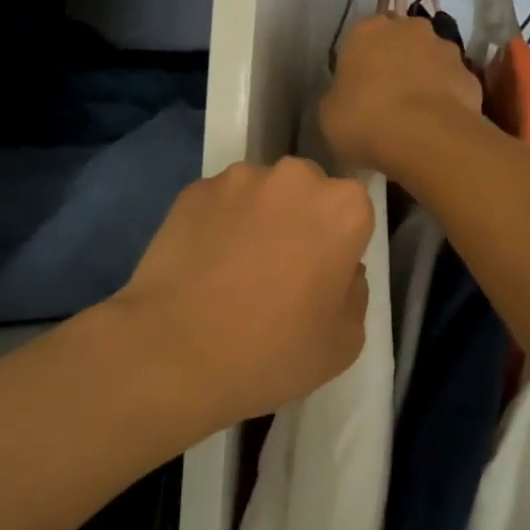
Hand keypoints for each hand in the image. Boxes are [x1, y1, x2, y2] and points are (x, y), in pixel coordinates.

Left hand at [114, 158, 374, 427]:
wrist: (174, 351)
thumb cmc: (272, 352)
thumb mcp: (345, 341)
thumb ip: (354, 292)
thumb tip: (340, 270)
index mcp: (343, 208)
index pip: (354, 212)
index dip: (339, 244)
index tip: (322, 275)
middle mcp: (294, 178)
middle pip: (307, 192)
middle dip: (300, 219)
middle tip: (280, 268)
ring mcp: (238, 178)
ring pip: (261, 193)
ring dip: (257, 217)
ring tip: (233, 267)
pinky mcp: (193, 189)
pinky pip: (220, 202)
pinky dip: (218, 222)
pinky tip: (203, 263)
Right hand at [320, 14, 483, 175]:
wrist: (426, 138)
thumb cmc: (364, 120)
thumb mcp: (330, 113)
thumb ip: (339, 95)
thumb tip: (348, 97)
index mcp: (366, 30)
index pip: (360, 37)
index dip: (360, 62)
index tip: (357, 87)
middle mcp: (409, 28)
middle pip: (399, 40)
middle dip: (395, 61)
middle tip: (386, 96)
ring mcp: (445, 48)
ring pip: (429, 59)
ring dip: (423, 77)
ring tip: (415, 114)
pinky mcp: (470, 74)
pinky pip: (451, 83)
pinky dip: (445, 97)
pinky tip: (436, 124)